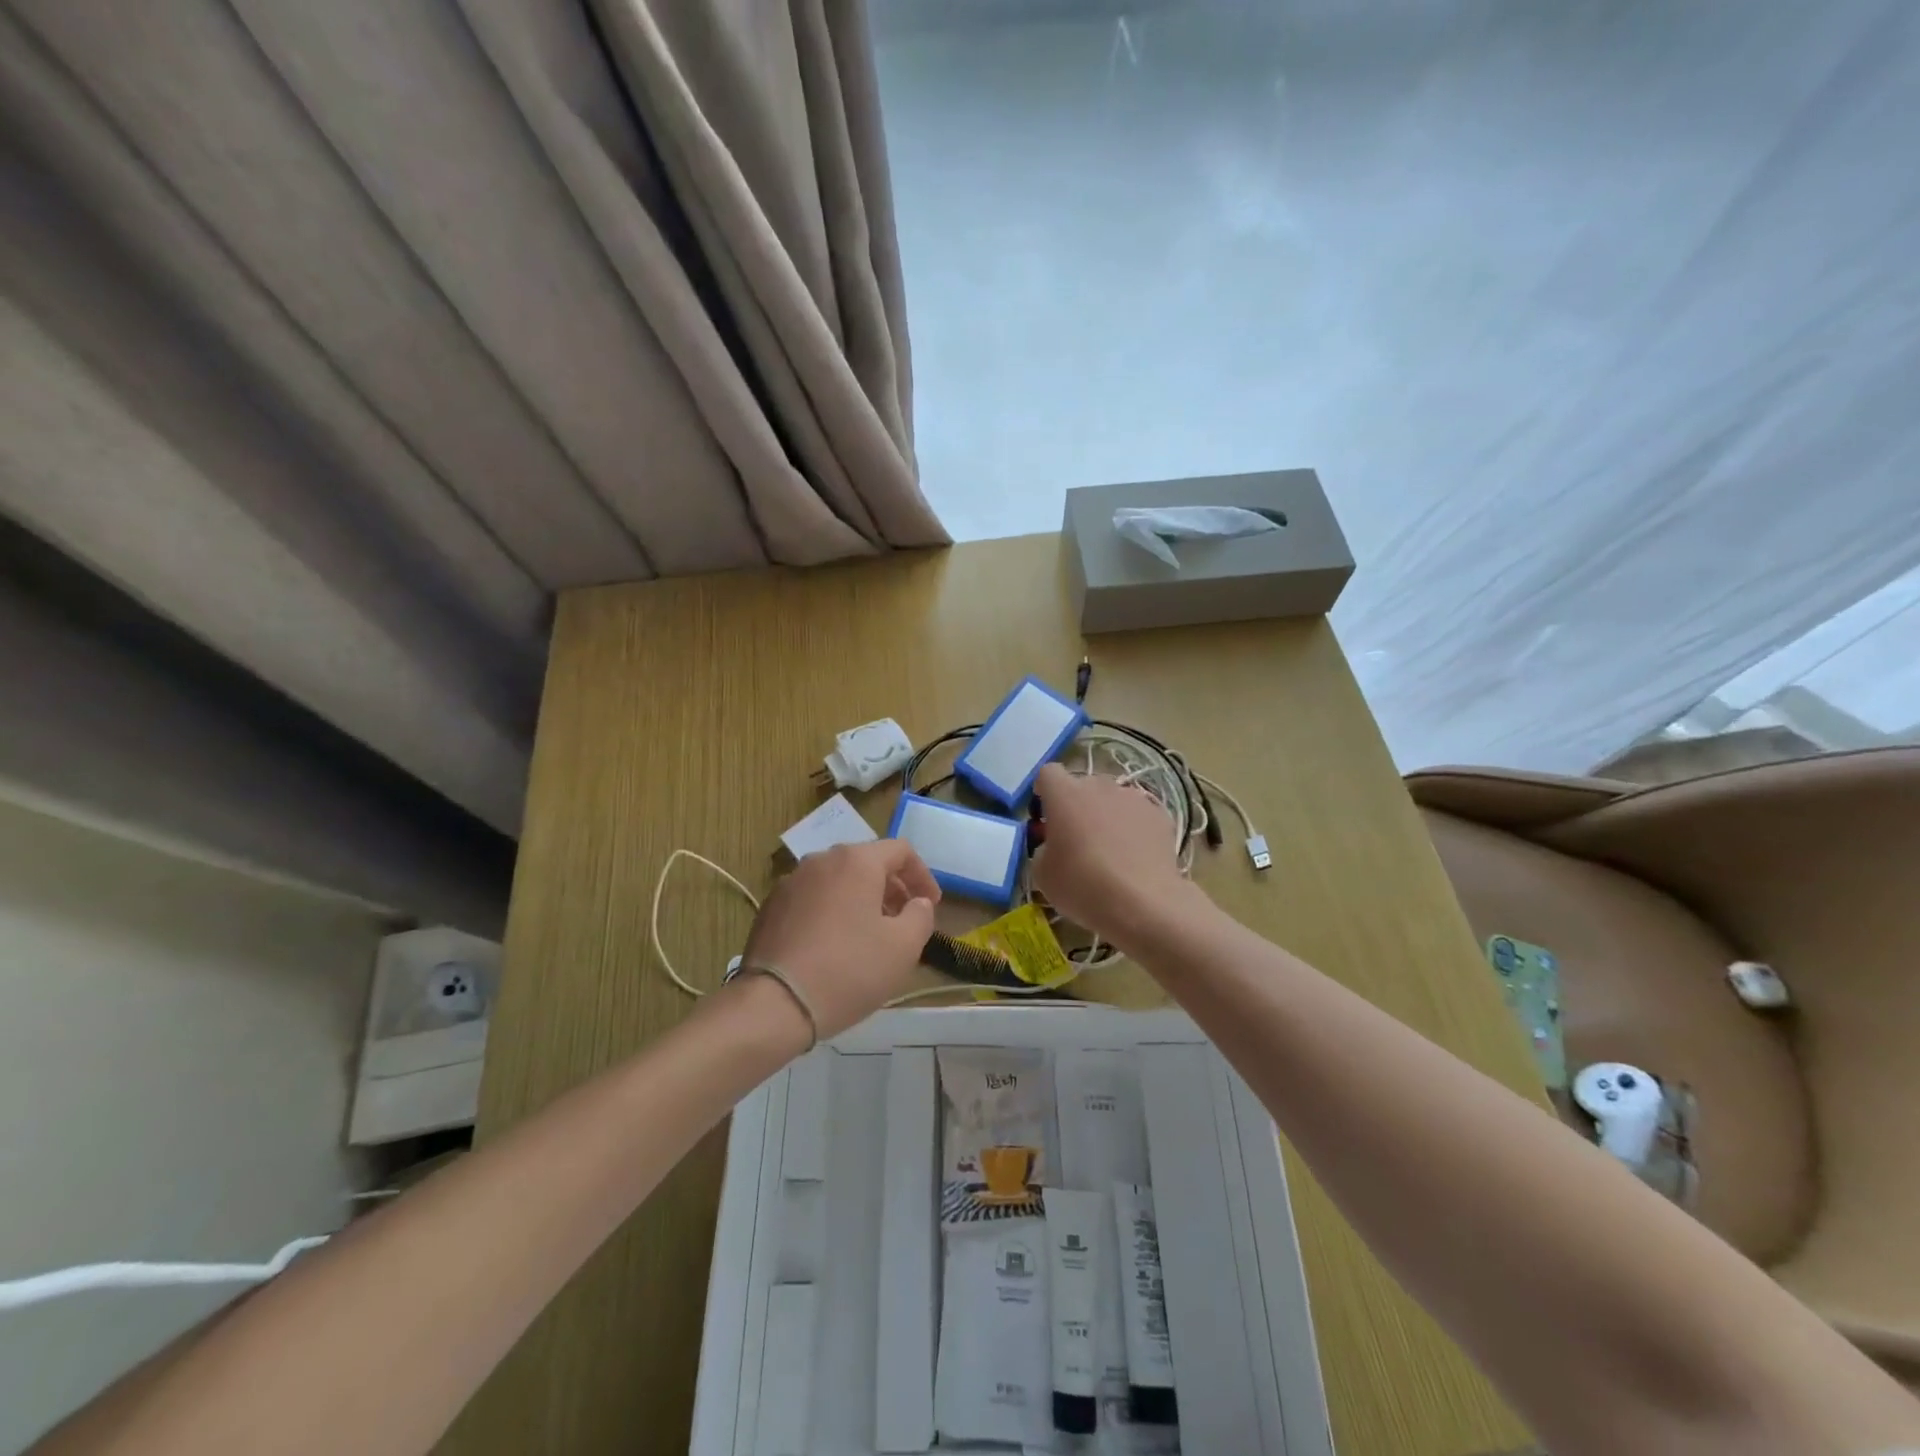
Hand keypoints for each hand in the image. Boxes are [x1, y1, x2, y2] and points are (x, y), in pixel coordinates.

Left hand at [739, 840, 940, 1039]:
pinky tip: (835, 946)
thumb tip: (917, 903)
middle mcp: (821, 861)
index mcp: (856, 861)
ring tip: (871, 934)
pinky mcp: (770, 908)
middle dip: (892, 888)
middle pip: (866, 862)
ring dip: (861, 899)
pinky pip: (813, 899)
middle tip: (904, 920)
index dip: (922, 876)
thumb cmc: (849, 969)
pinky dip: (832, 912)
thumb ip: (921, 916)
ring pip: (838, 881)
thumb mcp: (903, 947)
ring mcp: (790, 882)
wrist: (774, 1004)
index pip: (901, 850)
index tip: (931, 905)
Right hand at [1031, 763, 1198, 950]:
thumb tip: (1055, 844)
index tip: (1045, 817)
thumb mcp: (1042, 873)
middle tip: (1075, 840)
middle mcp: (1099, 786)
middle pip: (1082, 786)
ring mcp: (1133, 798)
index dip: (1044, 792)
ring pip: (1111, 799)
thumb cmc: (1082, 885)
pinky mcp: (1160, 814)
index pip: (1048, 774)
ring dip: (1105, 816)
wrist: (1143, 903)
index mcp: (1064, 793)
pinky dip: (1132, 829)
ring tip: (1110, 851)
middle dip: (1076, 807)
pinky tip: (1134, 858)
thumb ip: (1044, 848)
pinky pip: (1137, 815)